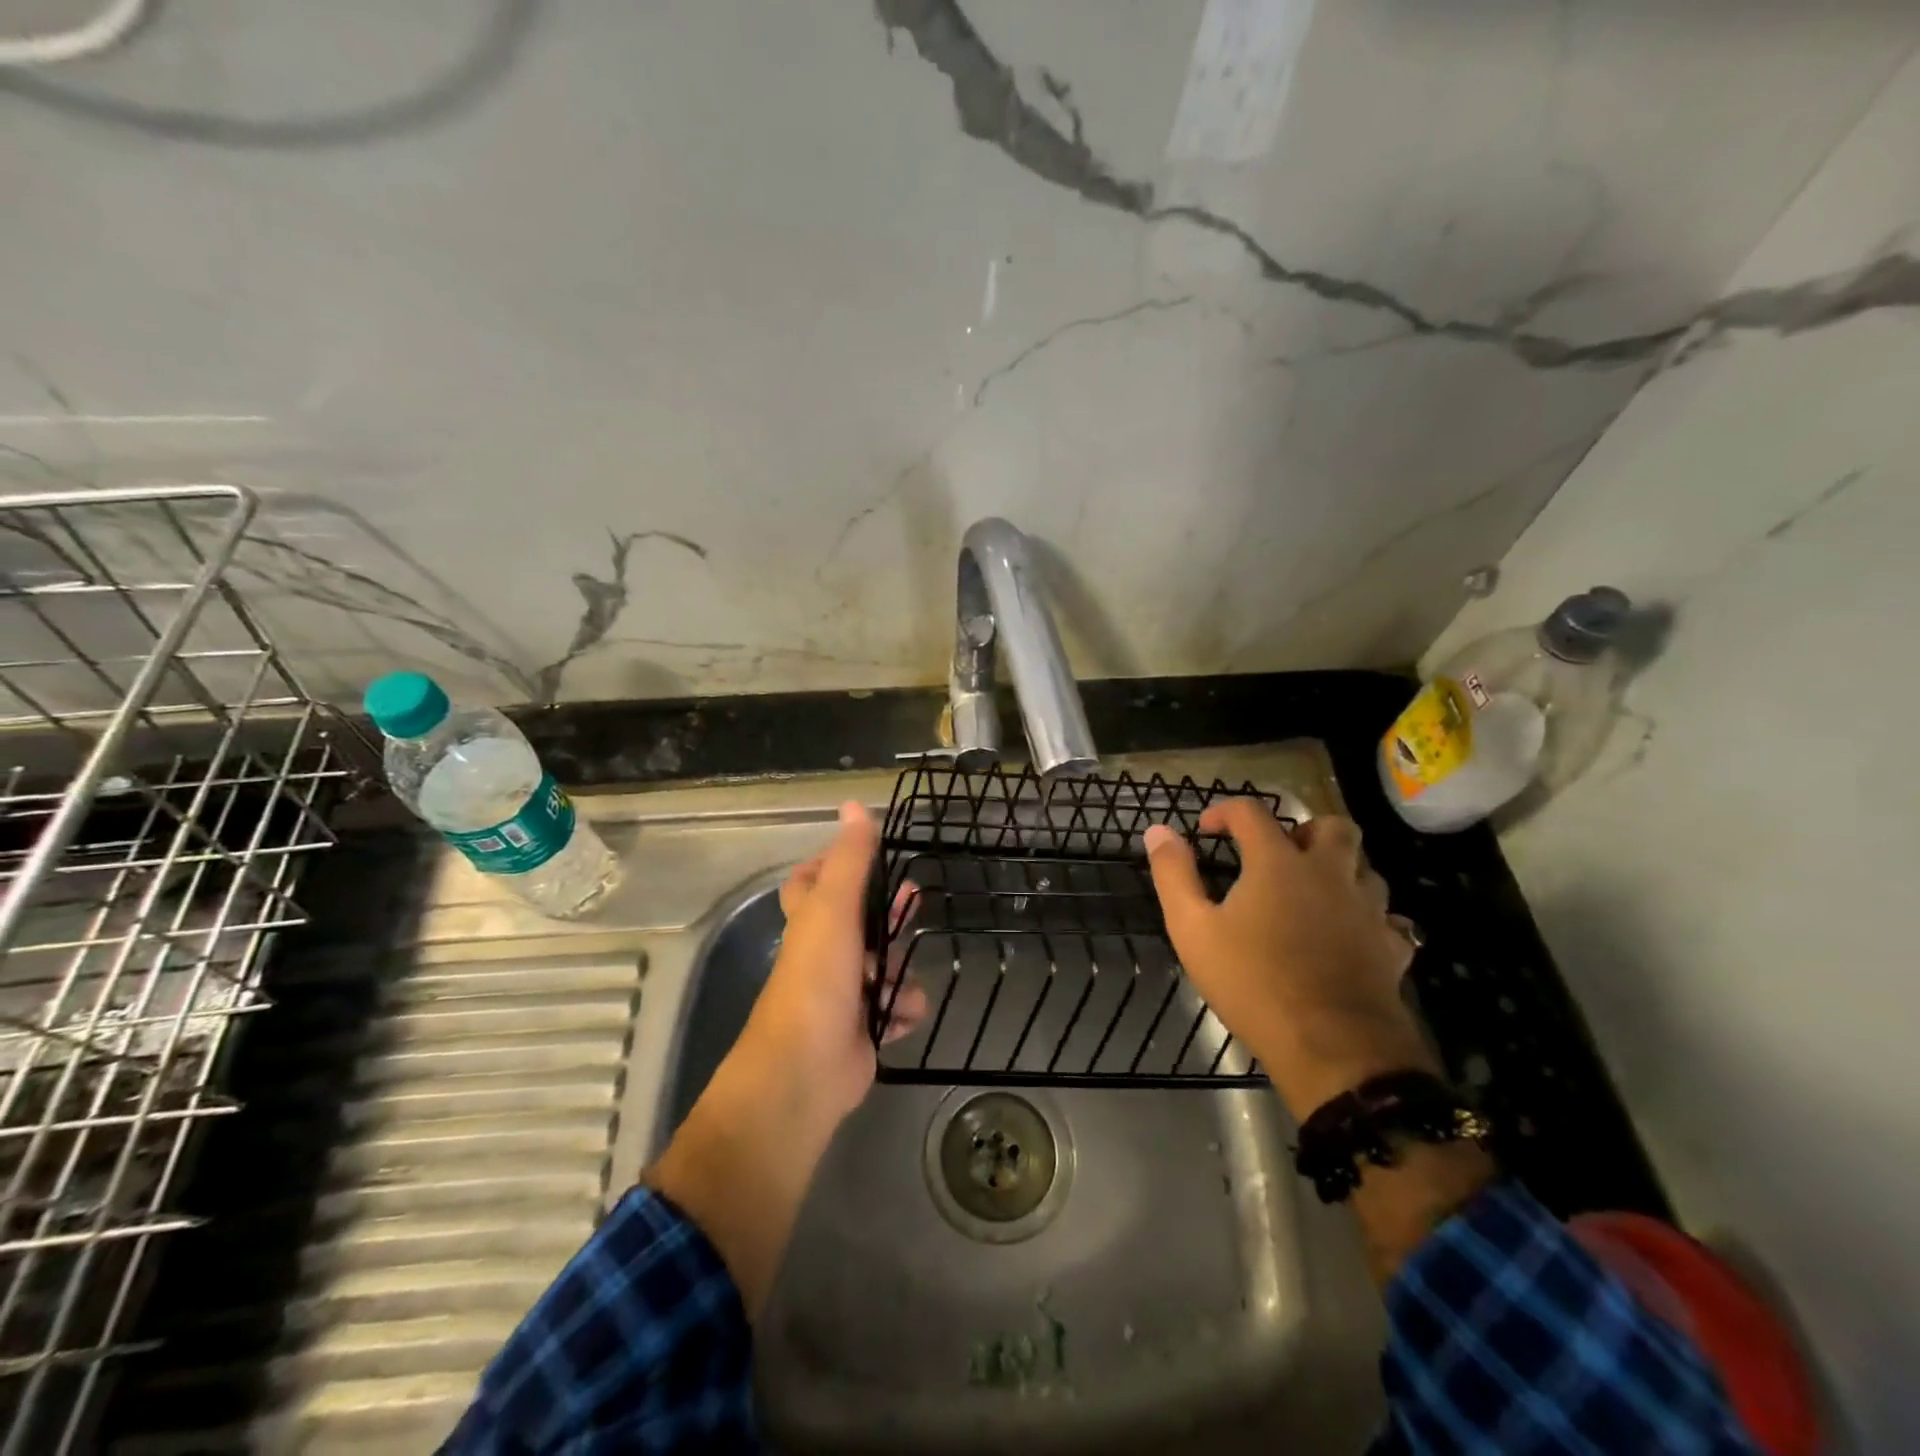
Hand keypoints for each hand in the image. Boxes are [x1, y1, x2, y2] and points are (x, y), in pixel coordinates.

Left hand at [737, 801, 922, 1118]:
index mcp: (810, 921)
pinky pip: (894, 1008)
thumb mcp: (835, 909)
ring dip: (900, 972)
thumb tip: (853, 803)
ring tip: (902, 982)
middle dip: (888, 914)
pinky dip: (902, 1010)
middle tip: (914, 901)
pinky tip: (902, 1016)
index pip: (812, 881)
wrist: (805, 1071)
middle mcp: (823, 953)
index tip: (870, 853)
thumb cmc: (817, 979)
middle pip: (859, 921)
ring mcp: (843, 993)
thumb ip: (849, 858)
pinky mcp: (863, 1028)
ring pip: (884, 967)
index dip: (835, 864)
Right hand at [1144, 803, 1432, 1120]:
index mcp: (1279, 863)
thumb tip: (1158, 830)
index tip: (1205, 829)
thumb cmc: (1253, 982)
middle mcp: (1330, 874)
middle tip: (1277, 855)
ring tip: (1311, 894)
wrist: (1333, 1049)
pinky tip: (1348, 936)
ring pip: (1365, 870)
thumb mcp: (1193, 929)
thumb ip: (1174, 874)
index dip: (1225, 811)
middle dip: (1303, 830)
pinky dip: (1367, 918)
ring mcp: (1368, 910)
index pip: (1252, 812)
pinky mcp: (1391, 948)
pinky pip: (1387, 919)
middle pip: (1332, 827)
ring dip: (1339, 871)